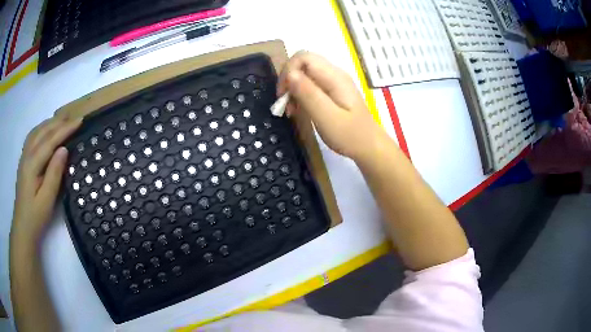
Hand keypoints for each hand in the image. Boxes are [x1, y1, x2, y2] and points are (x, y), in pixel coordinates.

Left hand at [11, 116, 81, 245]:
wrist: (23, 228)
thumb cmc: (36, 217)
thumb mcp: (47, 200)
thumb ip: (54, 174)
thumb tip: (63, 149)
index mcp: (32, 164)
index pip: (50, 141)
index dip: (65, 130)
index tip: (80, 120)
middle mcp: (27, 155)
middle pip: (43, 132)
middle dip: (59, 122)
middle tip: (74, 117)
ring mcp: (24, 157)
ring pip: (37, 132)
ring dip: (50, 123)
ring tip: (62, 120)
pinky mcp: (24, 161)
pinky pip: (32, 137)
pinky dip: (41, 129)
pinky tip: (46, 130)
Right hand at [277, 51, 382, 160]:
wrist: (369, 146)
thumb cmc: (350, 135)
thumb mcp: (327, 117)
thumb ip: (308, 94)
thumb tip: (290, 74)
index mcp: (334, 77)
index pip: (304, 57)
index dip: (288, 71)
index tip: (283, 94)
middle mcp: (333, 74)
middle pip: (303, 64)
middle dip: (288, 81)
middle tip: (285, 104)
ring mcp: (333, 83)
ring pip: (305, 75)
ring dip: (293, 90)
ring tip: (292, 111)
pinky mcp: (332, 92)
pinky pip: (310, 85)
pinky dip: (300, 95)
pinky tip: (299, 110)